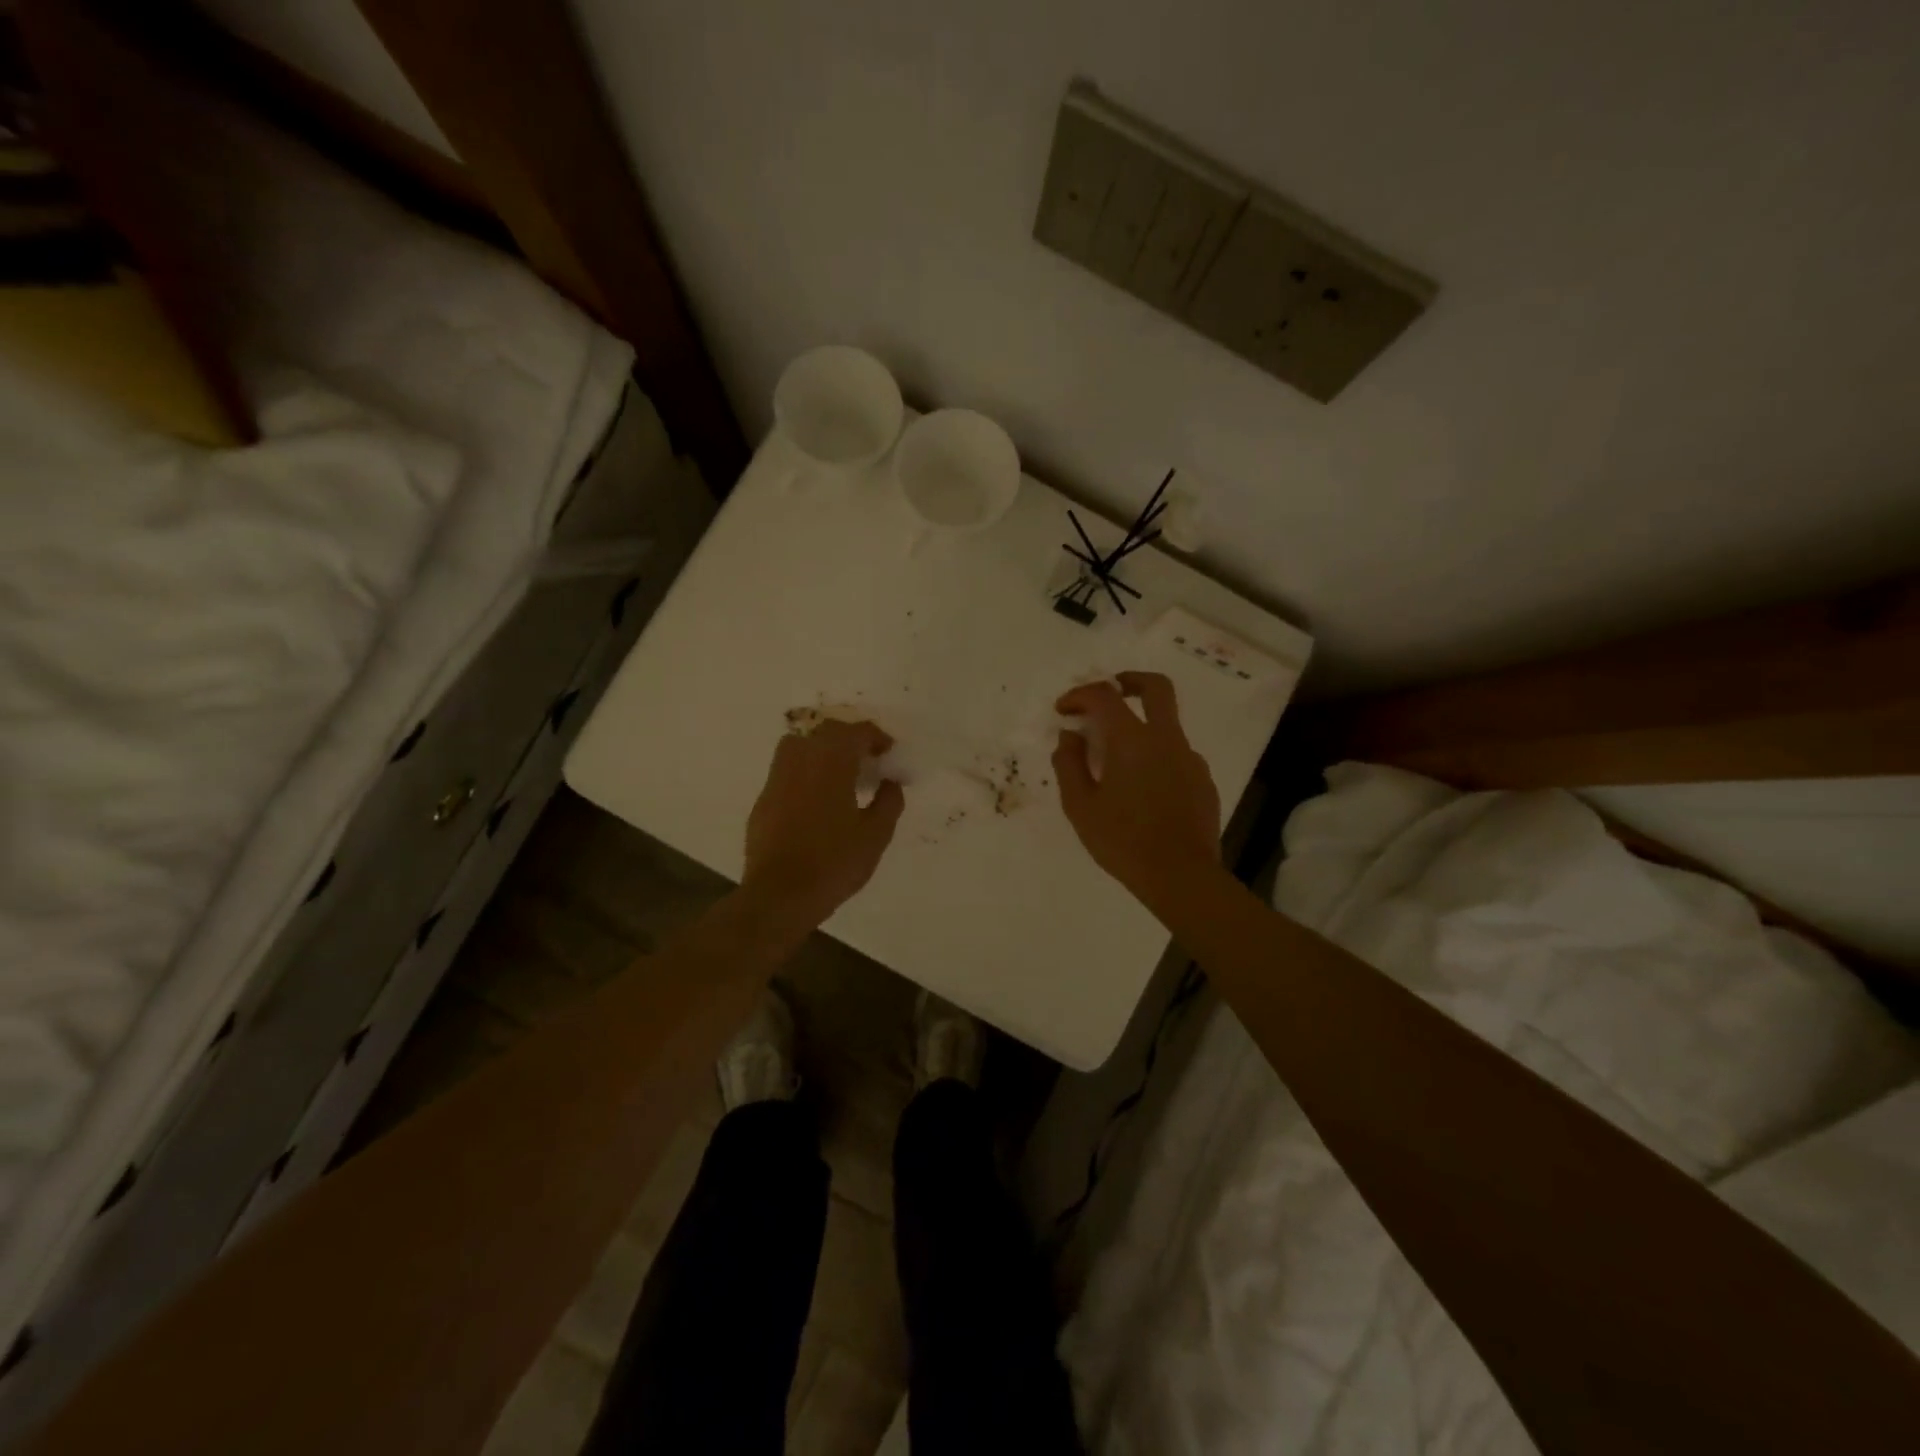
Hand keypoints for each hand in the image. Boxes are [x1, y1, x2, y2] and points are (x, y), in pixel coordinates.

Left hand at [742, 718, 904, 929]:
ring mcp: (776, 778)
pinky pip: (786, 771)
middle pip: (826, 732)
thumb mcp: (875, 835)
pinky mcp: (763, 799)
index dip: (876, 737)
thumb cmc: (834, 862)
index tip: (888, 752)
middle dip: (849, 739)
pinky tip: (816, 799)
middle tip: (867, 759)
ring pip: (799, 745)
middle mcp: (800, 759)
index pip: (856, 732)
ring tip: (839, 774)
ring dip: (822, 750)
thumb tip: (890, 783)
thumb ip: (888, 802)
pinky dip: (805, 773)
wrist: (779, 894)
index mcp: (831, 761)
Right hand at [1053, 672, 1220, 905]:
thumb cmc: (1123, 841)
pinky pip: (1176, 755)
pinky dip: (1155, 756)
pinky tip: (1142, 789)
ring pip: (1166, 725)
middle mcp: (1166, 739)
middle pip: (1156, 688)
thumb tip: (1069, 737)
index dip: (1079, 695)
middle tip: (1109, 691)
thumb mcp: (1081, 806)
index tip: (1063, 710)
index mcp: (1132, 740)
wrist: (1181, 876)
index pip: (1104, 696)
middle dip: (1129, 681)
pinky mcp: (1203, 781)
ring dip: (1140, 727)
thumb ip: (1069, 765)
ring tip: (1116, 761)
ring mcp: (1190, 759)